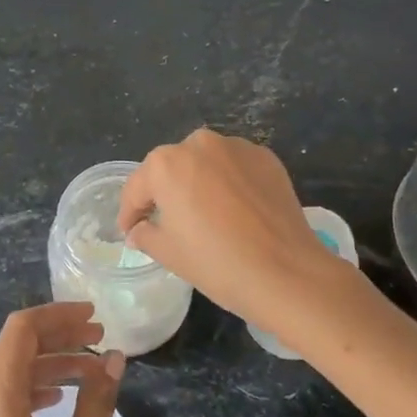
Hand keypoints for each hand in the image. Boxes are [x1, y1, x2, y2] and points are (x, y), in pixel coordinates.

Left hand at [0, 302, 124, 416]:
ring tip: (92, 372)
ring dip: (47, 364)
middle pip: (12, 347)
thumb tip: (116, 358)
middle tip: (103, 341)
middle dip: (58, 338)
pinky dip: (29, 388)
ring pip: (5, 371)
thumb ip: (97, 404)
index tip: (97, 316)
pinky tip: (60, 399)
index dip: (59, 315)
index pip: (21, 330)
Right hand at [118, 128, 343, 328]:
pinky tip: (235, 210)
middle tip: (167, 222)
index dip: (130, 212)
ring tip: (205, 214)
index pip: (137, 187)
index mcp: (166, 164)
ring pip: (206, 163)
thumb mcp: (169, 253)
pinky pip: (235, 167)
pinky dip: (229, 183)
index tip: (130, 231)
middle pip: (172, 168)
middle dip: (165, 192)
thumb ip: (146, 234)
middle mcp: (199, 144)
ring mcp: (236, 147)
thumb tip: (140, 230)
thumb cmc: (216, 263)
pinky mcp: (266, 158)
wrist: (287, 272)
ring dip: (199, 182)